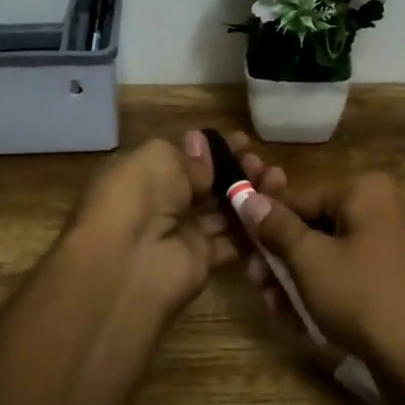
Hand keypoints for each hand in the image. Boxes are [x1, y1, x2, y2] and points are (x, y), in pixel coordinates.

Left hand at [65, 130, 287, 327]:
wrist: (128, 263)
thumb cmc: (137, 197)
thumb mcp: (159, 159)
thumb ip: (189, 158)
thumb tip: (204, 149)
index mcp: (143, 174)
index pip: (184, 158)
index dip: (214, 150)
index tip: (244, 142)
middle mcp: (160, 203)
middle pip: (206, 184)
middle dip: (236, 171)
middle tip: (261, 163)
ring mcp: (181, 233)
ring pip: (223, 211)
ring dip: (249, 196)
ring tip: (277, 180)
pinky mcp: (201, 260)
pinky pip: (232, 241)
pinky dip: (253, 228)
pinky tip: (276, 211)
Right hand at [234, 169, 404, 402]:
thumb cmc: (362, 296)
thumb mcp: (310, 259)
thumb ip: (276, 227)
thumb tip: (246, 197)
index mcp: (365, 192)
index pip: (300, 199)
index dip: (266, 226)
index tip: (242, 252)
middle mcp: (380, 211)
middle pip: (313, 228)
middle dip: (281, 259)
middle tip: (257, 284)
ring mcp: (387, 247)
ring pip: (326, 256)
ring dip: (295, 281)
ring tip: (275, 308)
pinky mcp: (388, 281)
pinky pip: (345, 277)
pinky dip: (321, 294)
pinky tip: (298, 320)